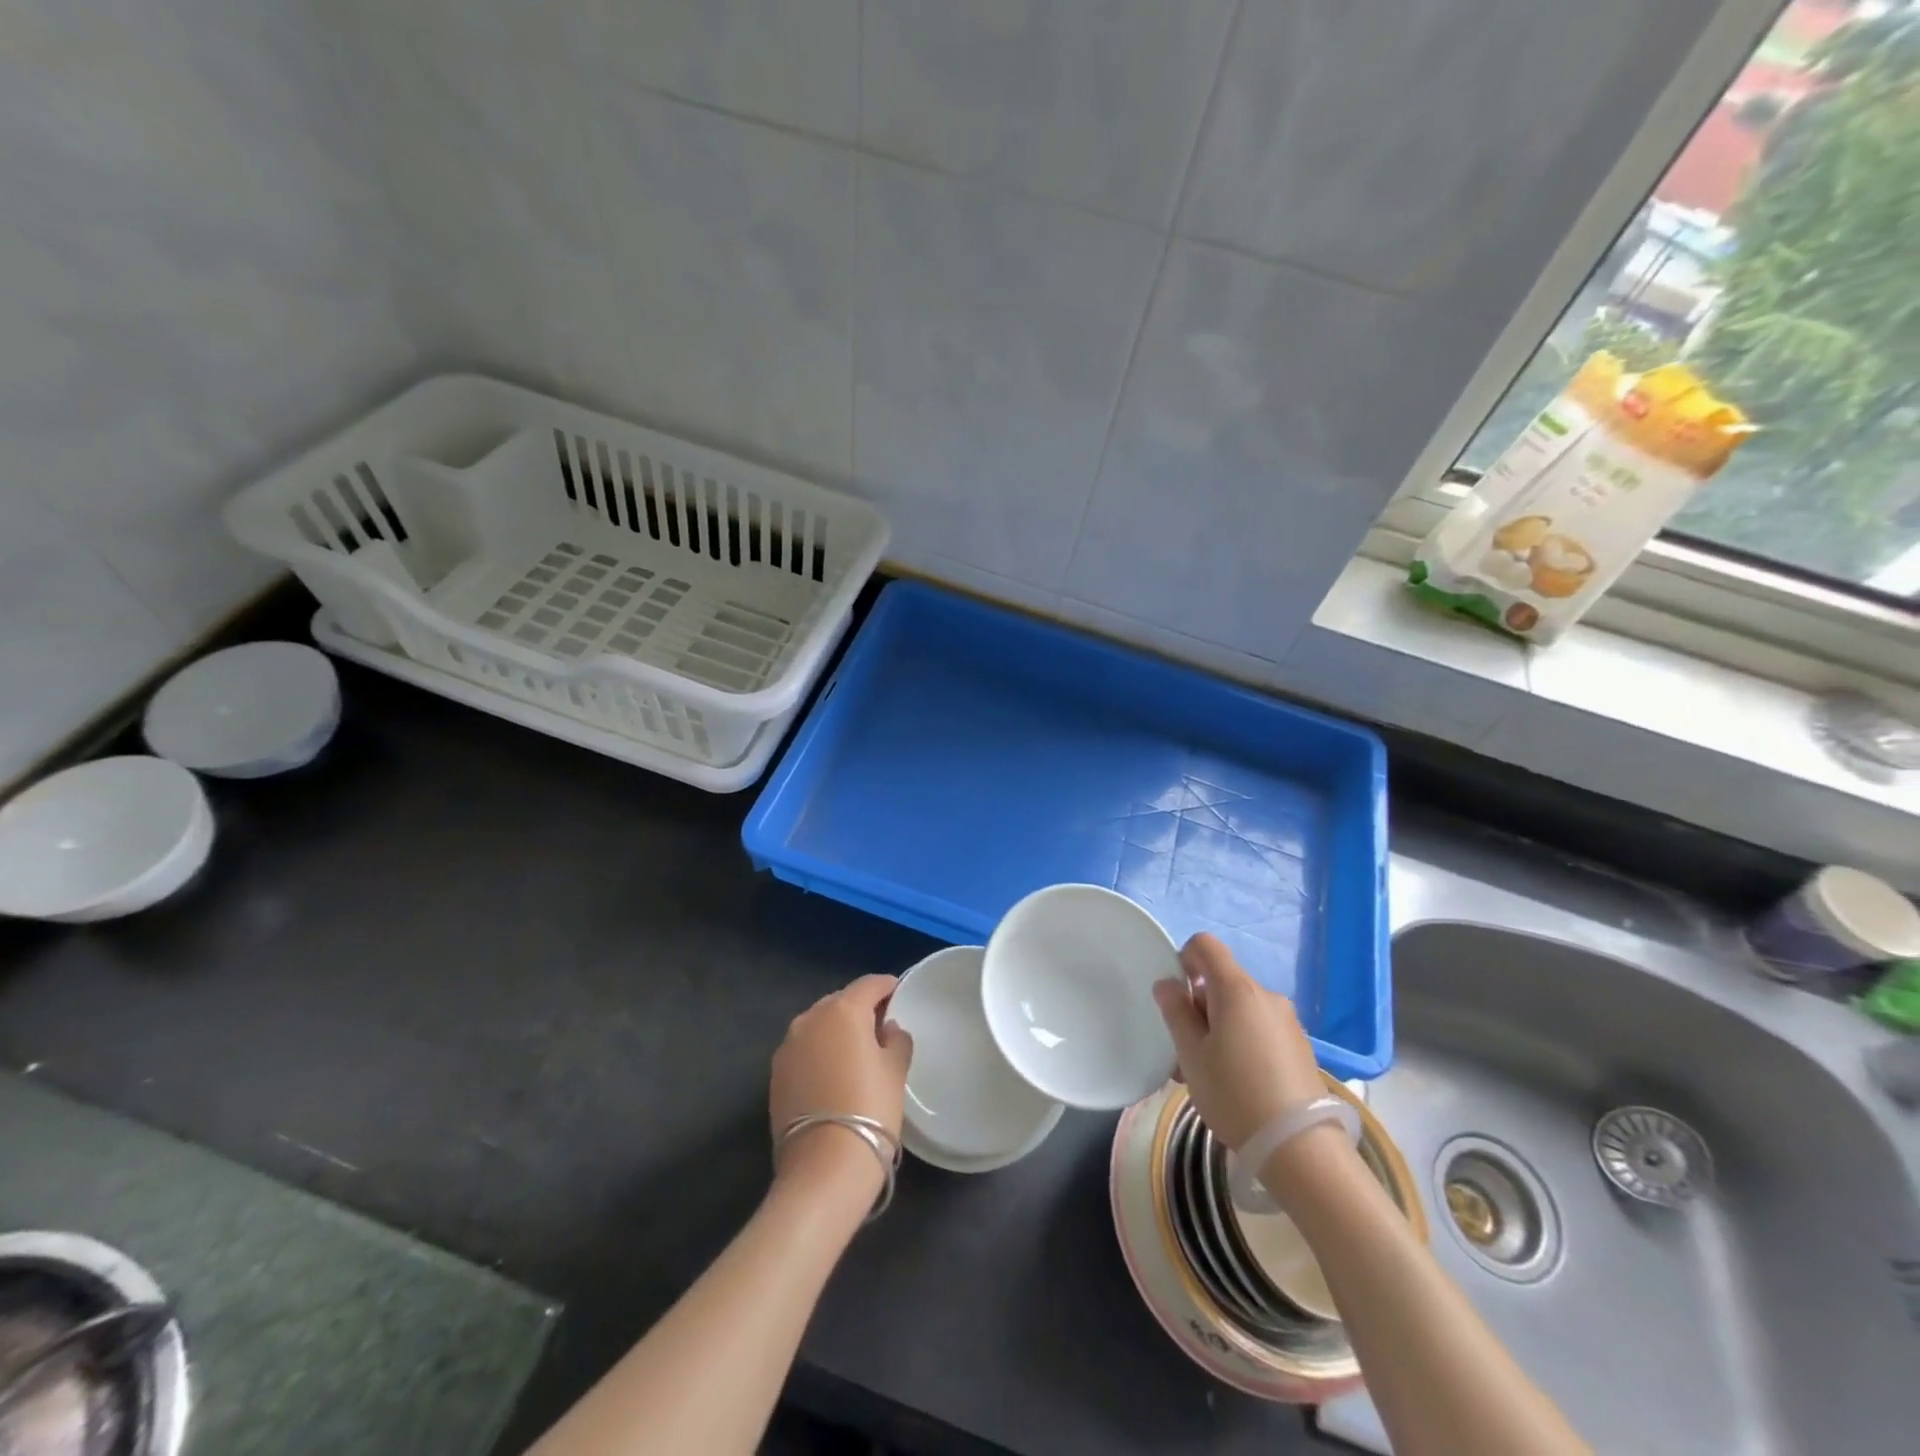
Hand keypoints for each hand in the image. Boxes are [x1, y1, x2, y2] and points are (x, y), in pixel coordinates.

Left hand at [769, 974, 913, 1196]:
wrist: (823, 1170)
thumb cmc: (870, 1111)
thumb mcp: (895, 1072)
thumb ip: (896, 1040)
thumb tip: (888, 1029)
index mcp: (842, 1010)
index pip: (869, 984)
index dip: (888, 987)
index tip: (900, 996)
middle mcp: (809, 1019)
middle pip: (840, 1001)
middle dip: (861, 1009)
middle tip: (881, 1028)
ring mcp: (787, 1047)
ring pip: (818, 1025)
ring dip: (837, 1031)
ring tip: (857, 1053)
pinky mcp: (775, 1075)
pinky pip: (804, 1050)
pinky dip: (820, 1053)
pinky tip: (834, 1074)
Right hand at [1153, 933, 1324, 1151]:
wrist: (1299, 1148)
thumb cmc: (1234, 1094)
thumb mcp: (1191, 1054)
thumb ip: (1175, 1011)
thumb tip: (1168, 984)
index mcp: (1237, 989)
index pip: (1205, 945)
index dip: (1184, 959)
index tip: (1176, 996)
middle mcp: (1266, 996)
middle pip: (1222, 981)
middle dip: (1199, 1005)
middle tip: (1186, 1049)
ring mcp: (1287, 1021)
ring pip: (1240, 1009)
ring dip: (1219, 1027)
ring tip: (1208, 1073)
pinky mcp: (1299, 1047)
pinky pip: (1259, 1029)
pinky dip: (1241, 1042)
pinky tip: (1236, 1082)